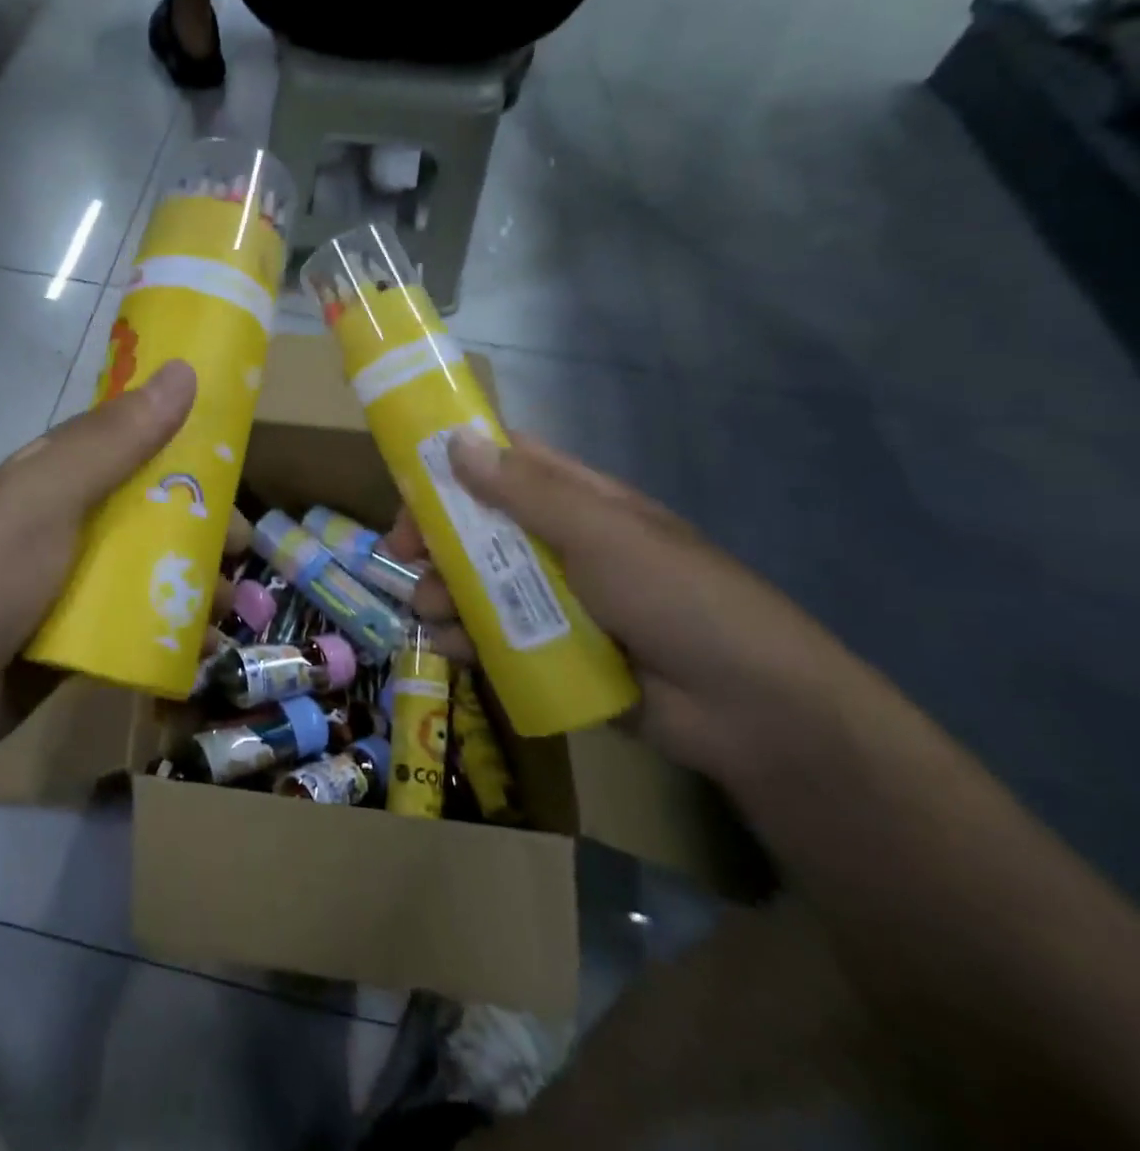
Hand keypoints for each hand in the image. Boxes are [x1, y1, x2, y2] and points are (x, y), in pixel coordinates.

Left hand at [0, 360, 198, 796]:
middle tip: (242, 550)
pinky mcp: (76, 641)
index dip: (185, 444)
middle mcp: (67, 524)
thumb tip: (184, 372)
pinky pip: (138, 627)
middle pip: (151, 511)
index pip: (132, 442)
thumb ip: (115, 441)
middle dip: (202, 525)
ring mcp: (70, 586)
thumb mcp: (47, 499)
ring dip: (195, 584)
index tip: (239, 460)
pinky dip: (174, 633)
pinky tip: (205, 650)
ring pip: (150, 571)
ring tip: (230, 607)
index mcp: (57, 477)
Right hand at [387, 430, 873, 784]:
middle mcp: (559, 546)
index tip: (407, 481)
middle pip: (476, 528)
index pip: (504, 466)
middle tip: (401, 555)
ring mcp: (554, 601)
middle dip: (434, 539)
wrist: (752, 713)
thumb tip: (456, 440)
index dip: (453, 465)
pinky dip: (464, 638)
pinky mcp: (550, 651)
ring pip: (476, 584)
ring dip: (442, 592)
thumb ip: (525, 492)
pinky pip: (491, 635)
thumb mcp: (602, 535)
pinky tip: (452, 647)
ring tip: (433, 613)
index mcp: (577, 503)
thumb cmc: (679, 599)